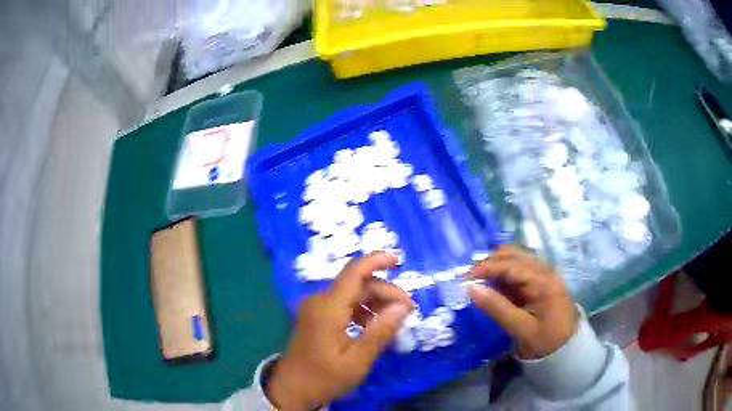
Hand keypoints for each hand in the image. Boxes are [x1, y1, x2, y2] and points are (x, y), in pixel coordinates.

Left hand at [267, 252, 413, 409]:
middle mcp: (320, 301)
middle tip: (407, 310)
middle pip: (357, 285)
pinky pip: (343, 305)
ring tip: (393, 321)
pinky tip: (373, 327)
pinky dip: (362, 310)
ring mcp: (315, 308)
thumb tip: (403, 307)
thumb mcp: (357, 360)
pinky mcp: (315, 316)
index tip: (399, 260)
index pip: (354, 272)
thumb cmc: (325, 377)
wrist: (292, 388)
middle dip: (385, 292)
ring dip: (374, 302)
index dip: (377, 260)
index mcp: (328, 308)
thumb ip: (380, 332)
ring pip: (351, 294)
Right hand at [467, 245, 577, 359]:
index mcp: (543, 280)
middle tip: (469, 280)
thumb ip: (496, 307)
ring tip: (478, 282)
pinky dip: (503, 274)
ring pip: (515, 259)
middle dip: (489, 263)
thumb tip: (470, 288)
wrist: (567, 349)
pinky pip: (518, 270)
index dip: (485, 268)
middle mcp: (544, 270)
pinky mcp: (540, 281)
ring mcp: (543, 274)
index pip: (510, 265)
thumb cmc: (546, 340)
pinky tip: (493, 286)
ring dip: (495, 267)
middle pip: (513, 254)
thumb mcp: (520, 328)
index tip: (464, 279)